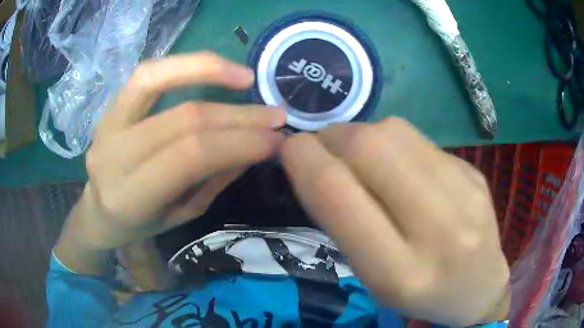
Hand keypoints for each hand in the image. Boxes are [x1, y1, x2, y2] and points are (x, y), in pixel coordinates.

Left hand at [55, 53, 286, 273]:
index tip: (276, 140)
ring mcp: (106, 124)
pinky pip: (145, 74)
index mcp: (131, 196)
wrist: (99, 212)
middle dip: (238, 115)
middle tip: (275, 115)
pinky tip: (212, 67)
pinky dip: (181, 64)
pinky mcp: (109, 108)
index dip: (239, 142)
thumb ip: (214, 177)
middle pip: (183, 119)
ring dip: (207, 70)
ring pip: (156, 79)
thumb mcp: (181, 214)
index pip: (191, 156)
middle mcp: (113, 155)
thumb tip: (256, 144)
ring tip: (246, 76)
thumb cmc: (140, 224)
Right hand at [281, 118, 508, 325]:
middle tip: (323, 147)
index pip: (340, 196)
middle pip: (372, 147)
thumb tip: (316, 163)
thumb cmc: (421, 294)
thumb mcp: (375, 278)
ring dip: (360, 133)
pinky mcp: (474, 171)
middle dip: (333, 136)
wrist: (481, 286)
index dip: (305, 160)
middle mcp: (440, 229)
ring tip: (357, 153)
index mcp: (401, 274)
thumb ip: (346, 223)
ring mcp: (465, 192)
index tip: (290, 149)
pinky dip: (392, 142)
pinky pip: (419, 139)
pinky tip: (397, 162)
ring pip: (396, 132)